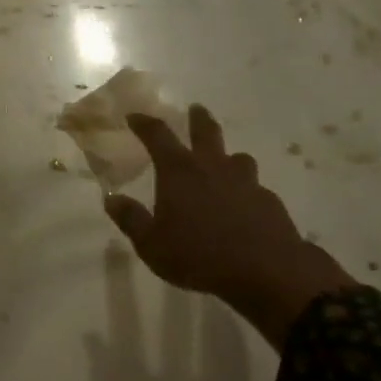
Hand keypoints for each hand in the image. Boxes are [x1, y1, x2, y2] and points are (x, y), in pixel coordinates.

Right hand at [103, 104, 354, 350]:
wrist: (265, 271)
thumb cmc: (198, 255)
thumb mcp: (151, 244)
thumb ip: (131, 219)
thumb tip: (111, 198)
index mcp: (179, 172)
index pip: (158, 136)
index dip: (144, 123)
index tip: (135, 116)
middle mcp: (212, 167)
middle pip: (206, 132)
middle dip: (198, 119)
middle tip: (196, 109)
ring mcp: (245, 182)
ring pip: (238, 158)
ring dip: (228, 157)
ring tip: (225, 163)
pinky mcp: (269, 201)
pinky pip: (255, 188)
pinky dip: (246, 191)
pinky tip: (244, 206)